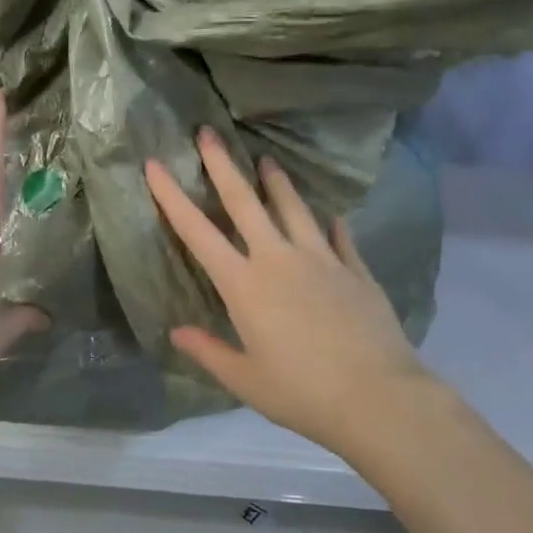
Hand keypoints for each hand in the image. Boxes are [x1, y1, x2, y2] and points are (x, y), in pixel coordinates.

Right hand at [144, 129, 449, 456]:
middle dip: (222, 165)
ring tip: (266, 159)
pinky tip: (329, 214)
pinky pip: (338, 236)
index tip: (155, 164)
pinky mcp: (355, 270)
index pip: (197, 232)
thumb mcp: (244, 379)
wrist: (378, 398)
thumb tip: (176, 332)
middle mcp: (278, 259)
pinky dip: (329, 223)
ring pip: (293, 208)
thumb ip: (208, 351)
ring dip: (276, 181)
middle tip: (208, 133)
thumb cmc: (301, 392)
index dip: (171, 196)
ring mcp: (321, 259)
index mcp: (244, 285)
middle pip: (244, 202)